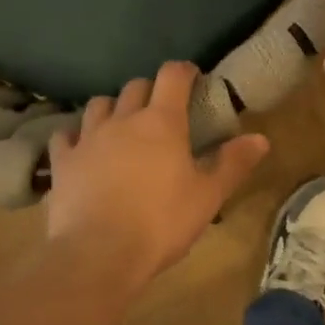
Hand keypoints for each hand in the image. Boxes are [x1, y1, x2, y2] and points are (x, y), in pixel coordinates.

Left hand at [45, 61, 270, 287]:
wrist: (99, 253)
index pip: (172, 77)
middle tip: (162, 110)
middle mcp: (123, 120)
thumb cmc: (162, 222)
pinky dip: (77, 135)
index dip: (184, 71)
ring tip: (122, 125)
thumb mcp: (208, 197)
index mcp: (162, 122)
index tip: (192, 77)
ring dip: (113, 108)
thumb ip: (233, 164)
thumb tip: (260, 138)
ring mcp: (88, 138)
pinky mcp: (63, 161)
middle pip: (135, 87)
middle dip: (150, 91)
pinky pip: (66, 135)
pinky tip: (82, 148)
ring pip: (99, 105)